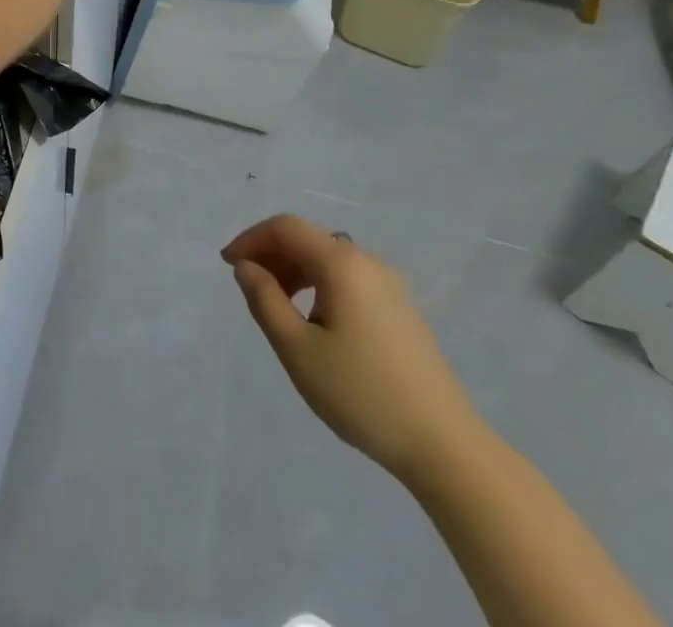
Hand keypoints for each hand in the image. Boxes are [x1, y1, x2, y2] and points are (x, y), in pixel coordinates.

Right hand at [224, 214, 487, 486]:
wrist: (445, 446)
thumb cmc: (362, 394)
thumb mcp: (298, 350)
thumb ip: (265, 300)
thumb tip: (246, 267)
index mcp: (342, 262)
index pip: (285, 227)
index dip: (251, 238)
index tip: (227, 265)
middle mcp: (367, 261)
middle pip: (308, 239)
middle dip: (271, 255)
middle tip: (247, 288)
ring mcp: (389, 284)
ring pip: (328, 260)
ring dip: (294, 271)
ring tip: (276, 308)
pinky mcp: (401, 308)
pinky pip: (347, 279)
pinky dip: (319, 286)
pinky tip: (313, 322)